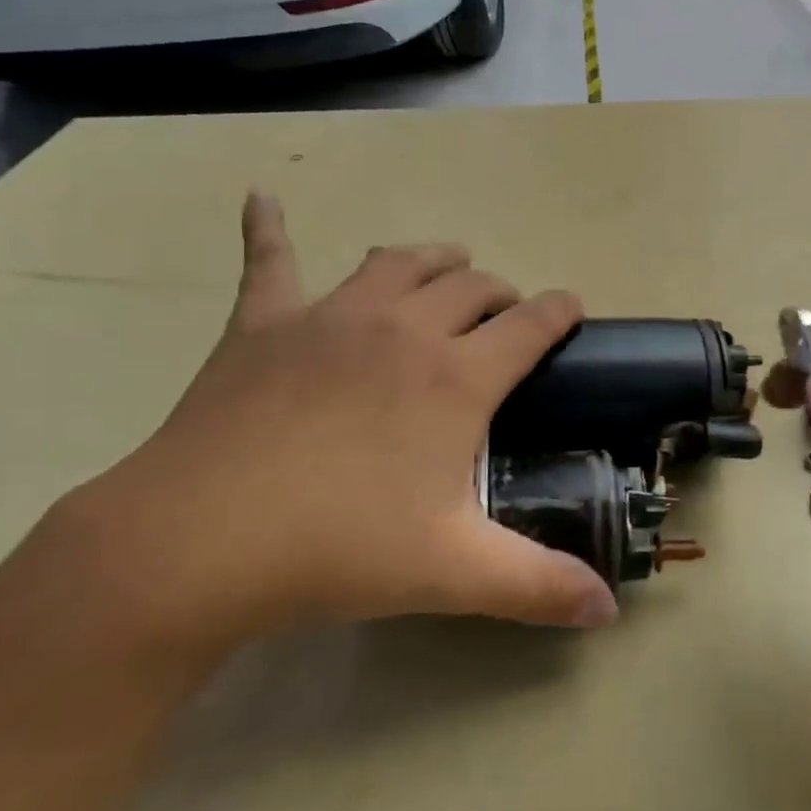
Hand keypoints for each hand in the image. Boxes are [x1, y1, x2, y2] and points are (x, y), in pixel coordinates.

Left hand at [54, 193, 618, 670]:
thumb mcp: (455, 572)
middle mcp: (403, 328)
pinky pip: (270, 260)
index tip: (572, 309)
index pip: (531, 325)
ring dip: (432, 260)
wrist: (200, 541)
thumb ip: (541, 587)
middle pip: (469, 285)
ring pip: (397, 262)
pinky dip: (269, 227)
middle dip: (499, 292)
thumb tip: (610, 612)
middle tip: (504, 315)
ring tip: (445, 266)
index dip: (560, 312)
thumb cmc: (340, 549)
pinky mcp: (263, 324)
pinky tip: (262, 197)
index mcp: (456, 377)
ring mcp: (330, 317)